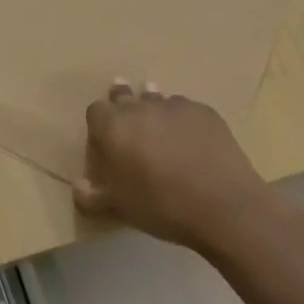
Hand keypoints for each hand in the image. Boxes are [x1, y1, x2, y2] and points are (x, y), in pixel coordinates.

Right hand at [73, 81, 279, 251]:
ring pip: (156, 99)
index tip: (104, 140)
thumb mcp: (121, 208)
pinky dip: (181, 120)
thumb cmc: (163, 206)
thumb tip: (77, 187)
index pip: (95, 111)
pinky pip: (185, 109)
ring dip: (152, 109)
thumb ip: (93, 197)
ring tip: (158, 127)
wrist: (225, 206)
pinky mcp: (205, 112)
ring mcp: (175, 106)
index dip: (98, 124)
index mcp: (114, 127)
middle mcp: (141, 108)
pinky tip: (190, 140)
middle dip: (122, 104)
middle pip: (124, 95)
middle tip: (127, 122)